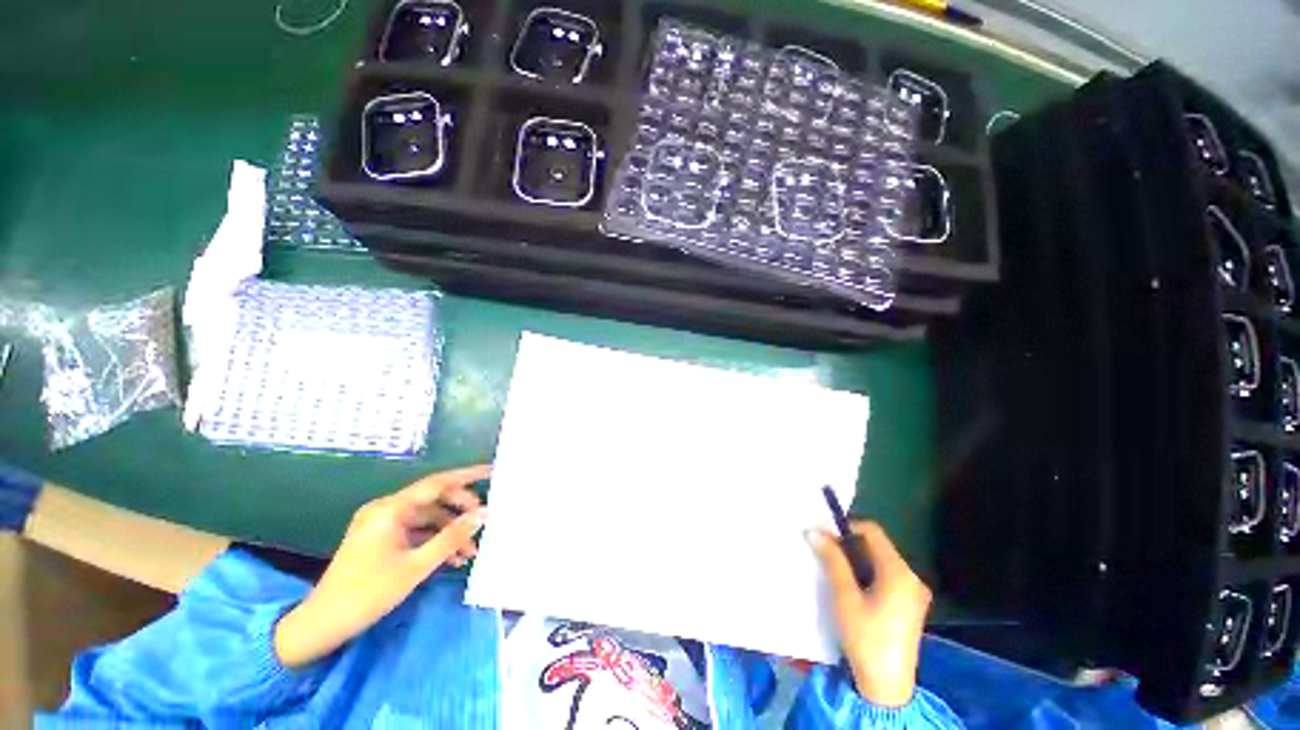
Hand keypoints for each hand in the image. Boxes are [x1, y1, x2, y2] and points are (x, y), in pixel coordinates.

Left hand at [274, 465, 490, 667]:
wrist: (321, 625)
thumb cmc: (367, 593)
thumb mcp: (415, 566)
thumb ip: (452, 537)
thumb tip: (484, 514)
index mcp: (390, 509)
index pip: (437, 483)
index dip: (467, 475)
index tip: (492, 472)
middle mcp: (386, 509)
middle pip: (434, 498)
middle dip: (460, 510)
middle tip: (483, 522)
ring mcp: (382, 524)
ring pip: (427, 517)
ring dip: (449, 530)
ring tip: (470, 551)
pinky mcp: (380, 538)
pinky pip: (416, 531)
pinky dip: (434, 540)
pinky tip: (451, 558)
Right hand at [808, 521, 932, 707]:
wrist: (887, 686)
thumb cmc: (865, 638)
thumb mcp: (844, 596)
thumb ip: (832, 560)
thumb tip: (814, 531)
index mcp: (899, 572)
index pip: (873, 531)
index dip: (847, 526)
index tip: (825, 534)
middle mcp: (912, 577)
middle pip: (877, 545)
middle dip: (849, 543)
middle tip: (824, 550)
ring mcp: (914, 592)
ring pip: (880, 560)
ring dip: (856, 558)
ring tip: (833, 567)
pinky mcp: (911, 604)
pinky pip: (886, 575)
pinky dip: (867, 572)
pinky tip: (850, 585)